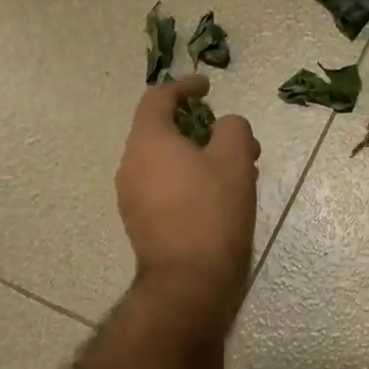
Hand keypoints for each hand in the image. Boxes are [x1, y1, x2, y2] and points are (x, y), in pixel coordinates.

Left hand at [116, 74, 259, 325]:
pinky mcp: (141, 224)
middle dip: (202, 130)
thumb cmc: (212, 212)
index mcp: (148, 141)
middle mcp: (131, 165)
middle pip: (163, 132)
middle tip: (236, 140)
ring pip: (166, 163)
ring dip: (199, 159)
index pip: (158, 98)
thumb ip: (233, 129)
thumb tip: (227, 125)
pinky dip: (189, 182)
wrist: (189, 281)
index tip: (208, 87)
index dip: (184, 86)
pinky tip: (219, 199)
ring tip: (237, 172)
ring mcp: (132, 198)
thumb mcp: (234, 160)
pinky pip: (164, 189)